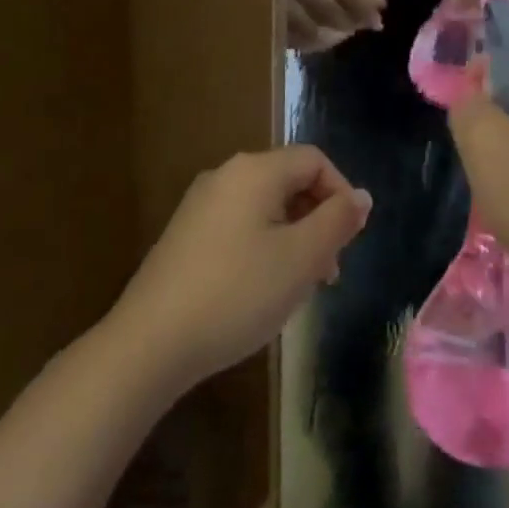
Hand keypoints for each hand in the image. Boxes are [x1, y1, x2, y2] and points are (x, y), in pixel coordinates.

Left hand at [116, 145, 371, 387]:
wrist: (147, 346)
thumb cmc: (237, 294)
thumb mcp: (301, 258)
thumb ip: (338, 220)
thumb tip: (361, 196)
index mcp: (255, 170)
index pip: (314, 161)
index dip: (341, 193)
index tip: (350, 239)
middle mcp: (226, 175)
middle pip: (289, 183)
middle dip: (318, 221)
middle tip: (328, 272)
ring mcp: (200, 206)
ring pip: (265, 208)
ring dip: (293, 238)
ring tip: (298, 287)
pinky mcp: (184, 237)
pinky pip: (239, 226)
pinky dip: (263, 247)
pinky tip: (260, 291)